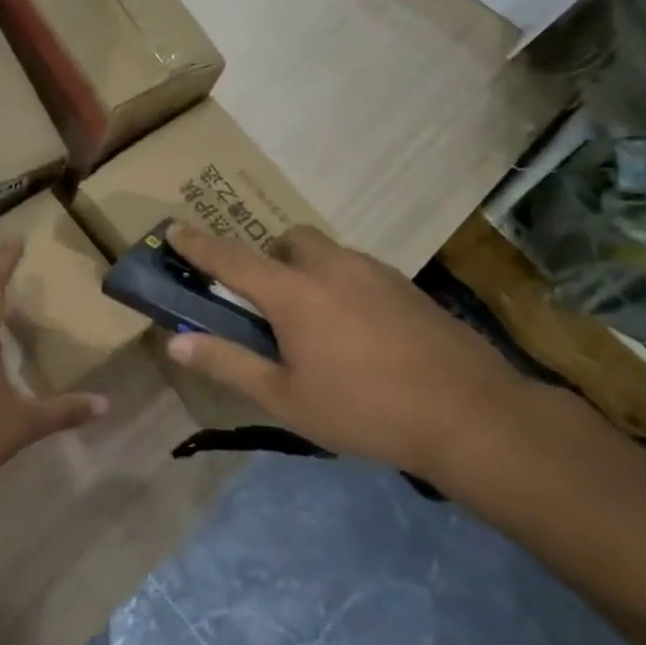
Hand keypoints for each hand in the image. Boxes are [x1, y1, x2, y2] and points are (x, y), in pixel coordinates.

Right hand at [162, 223, 534, 482]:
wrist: (471, 415)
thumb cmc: (363, 409)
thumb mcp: (284, 397)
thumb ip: (227, 363)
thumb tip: (176, 342)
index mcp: (294, 293)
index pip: (231, 258)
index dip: (198, 244)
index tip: (174, 229)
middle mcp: (333, 268)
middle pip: (288, 241)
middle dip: (268, 258)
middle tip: (267, 303)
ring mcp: (376, 274)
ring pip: (328, 253)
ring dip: (307, 271)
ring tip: (314, 323)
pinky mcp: (408, 288)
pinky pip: (359, 271)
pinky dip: (342, 285)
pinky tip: (358, 333)